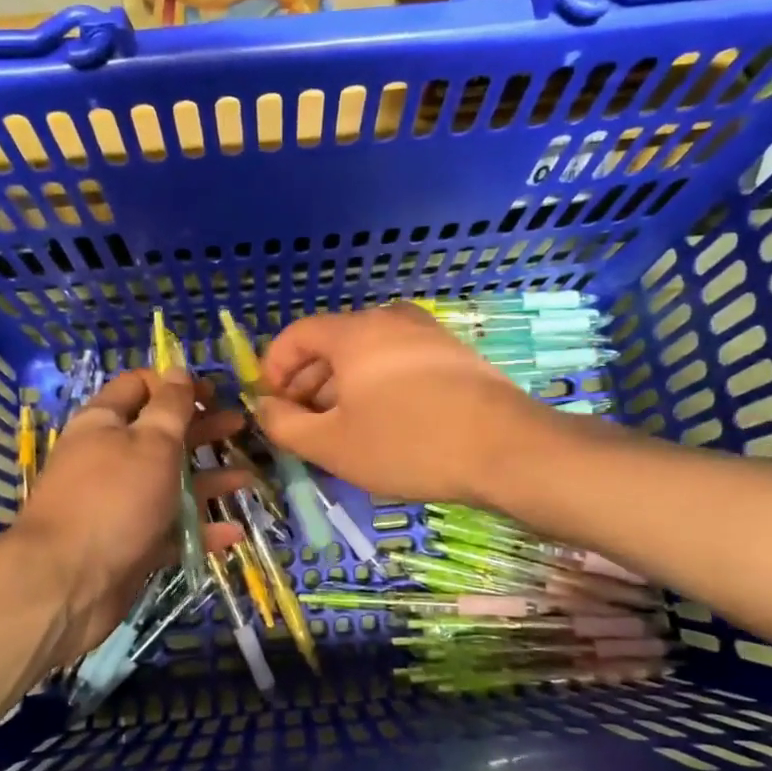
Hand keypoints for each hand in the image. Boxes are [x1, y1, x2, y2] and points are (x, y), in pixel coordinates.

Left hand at [10, 369, 244, 666]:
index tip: (213, 393)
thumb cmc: (114, 498)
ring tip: (249, 478)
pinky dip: (199, 530)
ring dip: (209, 479)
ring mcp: (120, 504)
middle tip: (240, 427)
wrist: (68, 583)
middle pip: (160, 435)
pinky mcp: (130, 544)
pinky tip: (232, 532)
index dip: (175, 384)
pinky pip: (170, 530)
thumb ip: (170, 407)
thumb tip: (178, 369)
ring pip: (170, 484)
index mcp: (105, 423)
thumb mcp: (151, 442)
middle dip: (201, 429)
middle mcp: (110, 459)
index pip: (139, 387)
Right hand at [256, 304, 547, 505]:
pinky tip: (384, 427)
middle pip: (331, 345)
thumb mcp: (331, 444)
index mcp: (354, 332)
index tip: (271, 406)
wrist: (508, 450)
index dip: (273, 369)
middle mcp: (390, 320)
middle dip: (307, 385)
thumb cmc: (407, 444)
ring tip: (341, 433)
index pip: (296, 335)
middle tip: (302, 427)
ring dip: (341, 390)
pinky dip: (377, 389)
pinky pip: (398, 365)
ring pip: (366, 357)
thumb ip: (284, 424)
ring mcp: (427, 335)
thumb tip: (264, 407)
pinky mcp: (454, 356)